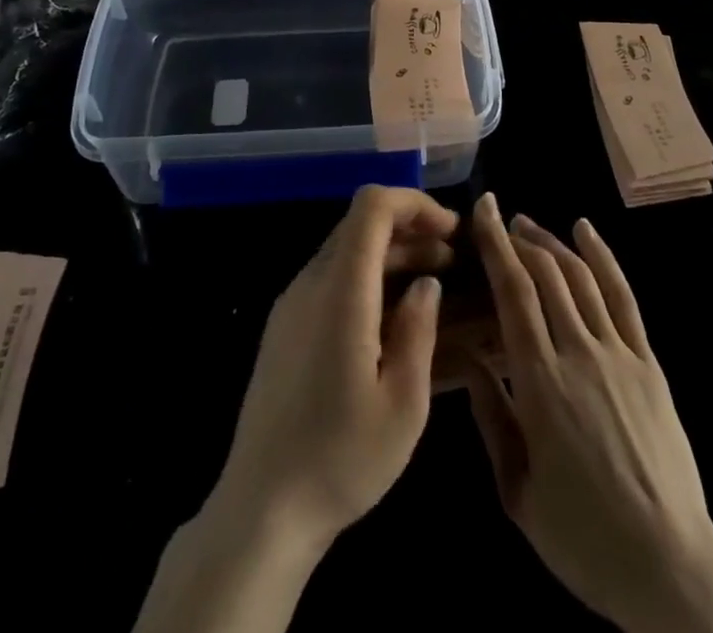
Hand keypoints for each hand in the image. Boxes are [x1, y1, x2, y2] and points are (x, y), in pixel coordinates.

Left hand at [213, 185, 457, 552]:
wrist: (261, 509)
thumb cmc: (340, 460)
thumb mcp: (403, 405)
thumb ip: (419, 331)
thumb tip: (427, 285)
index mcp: (340, 291)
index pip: (371, 206)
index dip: (414, 203)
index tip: (451, 231)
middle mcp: (311, 283)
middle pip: (360, 224)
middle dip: (410, 229)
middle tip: (451, 261)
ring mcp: (292, 303)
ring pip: (346, 250)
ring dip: (391, 255)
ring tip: (432, 286)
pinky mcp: (285, 326)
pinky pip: (331, 279)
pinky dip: (368, 278)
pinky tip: (394, 317)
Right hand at [467, 194, 712, 632]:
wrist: (669, 567)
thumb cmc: (583, 537)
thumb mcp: (518, 490)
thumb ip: (491, 417)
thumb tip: (467, 358)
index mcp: (540, 383)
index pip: (513, 293)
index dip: (495, 245)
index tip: (481, 210)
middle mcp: (579, 353)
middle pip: (546, 275)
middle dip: (518, 237)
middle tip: (498, 217)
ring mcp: (619, 354)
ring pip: (581, 277)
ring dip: (552, 242)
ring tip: (529, 224)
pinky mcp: (648, 363)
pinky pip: (623, 297)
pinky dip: (603, 257)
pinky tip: (586, 232)